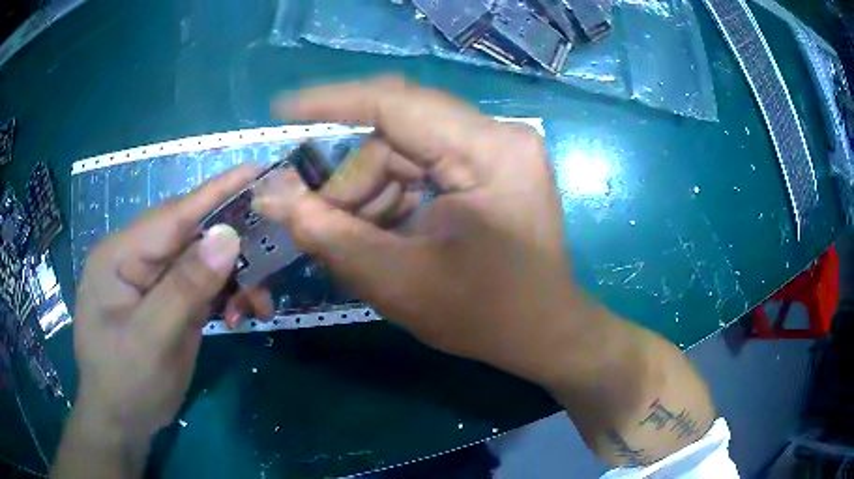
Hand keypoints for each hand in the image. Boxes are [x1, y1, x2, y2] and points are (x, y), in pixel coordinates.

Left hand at [72, 165, 257, 438]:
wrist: (122, 422)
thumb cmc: (125, 383)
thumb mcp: (152, 340)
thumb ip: (185, 287)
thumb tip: (228, 235)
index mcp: (120, 255)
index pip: (173, 215)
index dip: (216, 191)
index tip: (257, 169)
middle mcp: (137, 258)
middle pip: (192, 235)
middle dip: (234, 246)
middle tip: (275, 250)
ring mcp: (154, 280)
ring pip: (204, 261)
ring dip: (235, 278)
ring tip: (256, 306)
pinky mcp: (169, 300)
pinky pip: (204, 285)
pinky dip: (227, 295)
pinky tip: (239, 315)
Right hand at [258, 78, 715, 466]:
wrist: (545, 334)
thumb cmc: (486, 317)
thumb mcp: (397, 281)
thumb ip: (327, 234)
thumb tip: (272, 195)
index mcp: (490, 152)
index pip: (396, 104)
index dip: (331, 102)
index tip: (282, 107)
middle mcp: (498, 137)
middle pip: (397, 136)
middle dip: (351, 180)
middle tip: (319, 221)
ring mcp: (497, 152)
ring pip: (406, 154)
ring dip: (370, 194)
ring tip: (356, 240)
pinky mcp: (491, 169)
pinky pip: (424, 169)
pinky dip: (393, 199)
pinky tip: (383, 234)